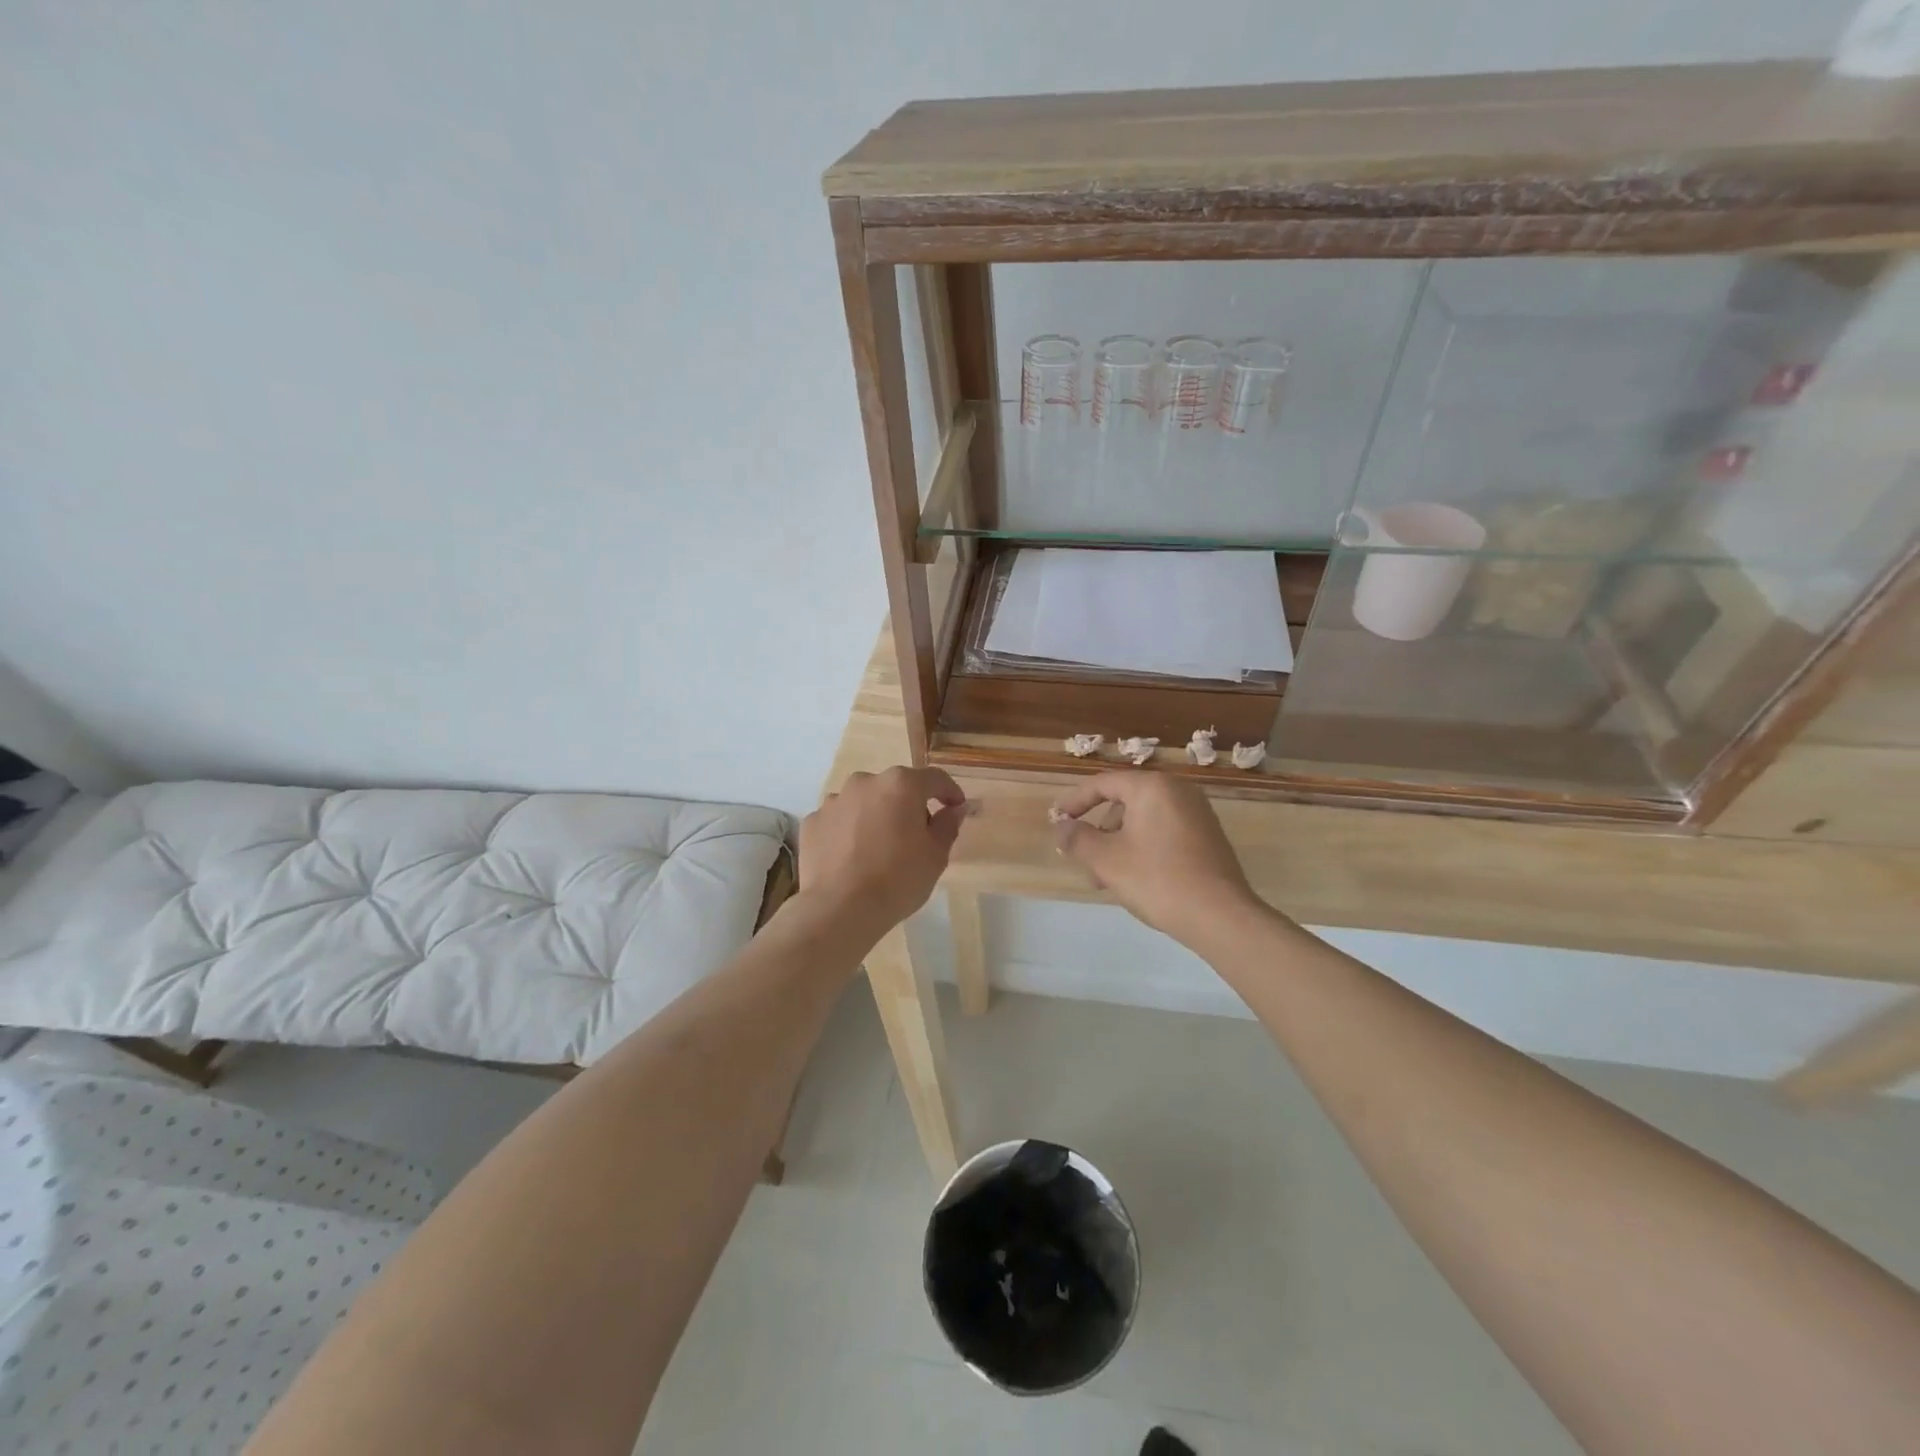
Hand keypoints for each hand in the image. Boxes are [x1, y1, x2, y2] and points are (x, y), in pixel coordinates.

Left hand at [799, 767, 968, 936]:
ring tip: (879, 848)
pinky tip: (852, 857)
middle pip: (895, 788)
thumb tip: (954, 809)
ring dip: (875, 816)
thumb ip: (948, 824)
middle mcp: (865, 782)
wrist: (840, 909)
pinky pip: (839, 820)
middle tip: (916, 836)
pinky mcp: (812, 822)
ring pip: (864, 802)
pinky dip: (848, 831)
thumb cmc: (898, 879)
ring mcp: (834, 800)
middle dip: (908, 805)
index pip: (934, 778)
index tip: (956, 807)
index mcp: (901, 785)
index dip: (949, 791)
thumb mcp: (936, 855)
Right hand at [1051, 771, 1263, 945]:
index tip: (1056, 820)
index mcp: (1152, 787)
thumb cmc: (1157, 879)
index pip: (1103, 784)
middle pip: (1124, 802)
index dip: (1074, 802)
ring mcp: (1197, 814)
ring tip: (1108, 879)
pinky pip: (1164, 832)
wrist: (1221, 916)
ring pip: (1143, 821)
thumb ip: (1077, 838)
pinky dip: (1143, 848)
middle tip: (1084, 859)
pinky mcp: (1208, 837)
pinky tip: (1136, 879)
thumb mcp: (1106, 860)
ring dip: (1119, 844)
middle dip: (1098, 830)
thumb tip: (1061, 827)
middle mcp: (1178, 791)